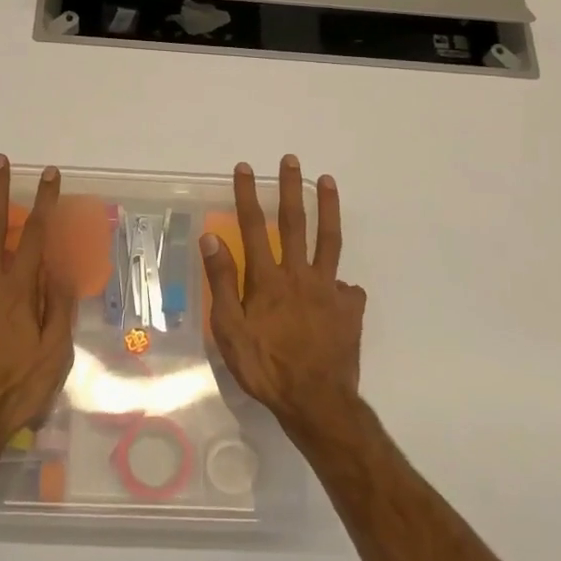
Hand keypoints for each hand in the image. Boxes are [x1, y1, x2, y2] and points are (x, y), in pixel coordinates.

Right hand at [200, 156, 366, 434]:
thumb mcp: (230, 329)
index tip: (245, 167)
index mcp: (268, 279)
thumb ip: (222, 282)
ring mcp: (329, 290)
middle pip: (295, 223)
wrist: (316, 400)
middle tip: (291, 160)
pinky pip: (346, 288)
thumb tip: (211, 237)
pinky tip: (341, 285)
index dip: (248, 195)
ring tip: (327, 181)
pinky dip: (341, 282)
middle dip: (290, 188)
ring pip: (329, 241)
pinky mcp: (349, 308)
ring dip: (327, 208)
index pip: (253, 227)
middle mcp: (299, 275)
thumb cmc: (265, 367)